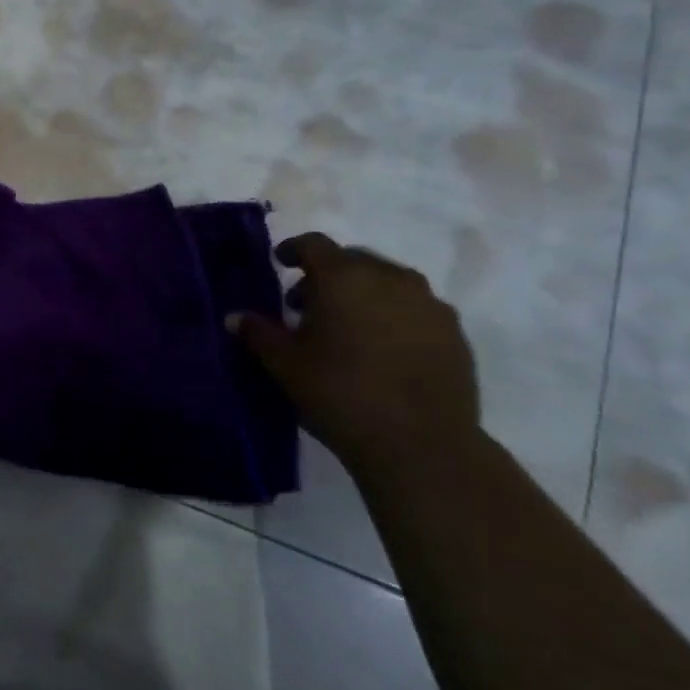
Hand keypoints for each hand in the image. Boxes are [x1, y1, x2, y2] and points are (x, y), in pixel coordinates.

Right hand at [232, 232, 479, 469]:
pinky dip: (393, 316)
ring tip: (346, 328)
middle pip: (353, 260)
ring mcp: (429, 303)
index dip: (293, 249)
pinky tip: (382, 348)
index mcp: (344, 277)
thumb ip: (258, 334)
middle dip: (327, 275)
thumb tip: (235, 317)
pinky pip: (415, 309)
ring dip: (362, 294)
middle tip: (305, 305)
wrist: (421, 445)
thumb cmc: (340, 394)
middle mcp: (390, 278)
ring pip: (388, 282)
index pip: (314, 244)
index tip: (280, 262)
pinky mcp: (454, 332)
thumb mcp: (285, 365)